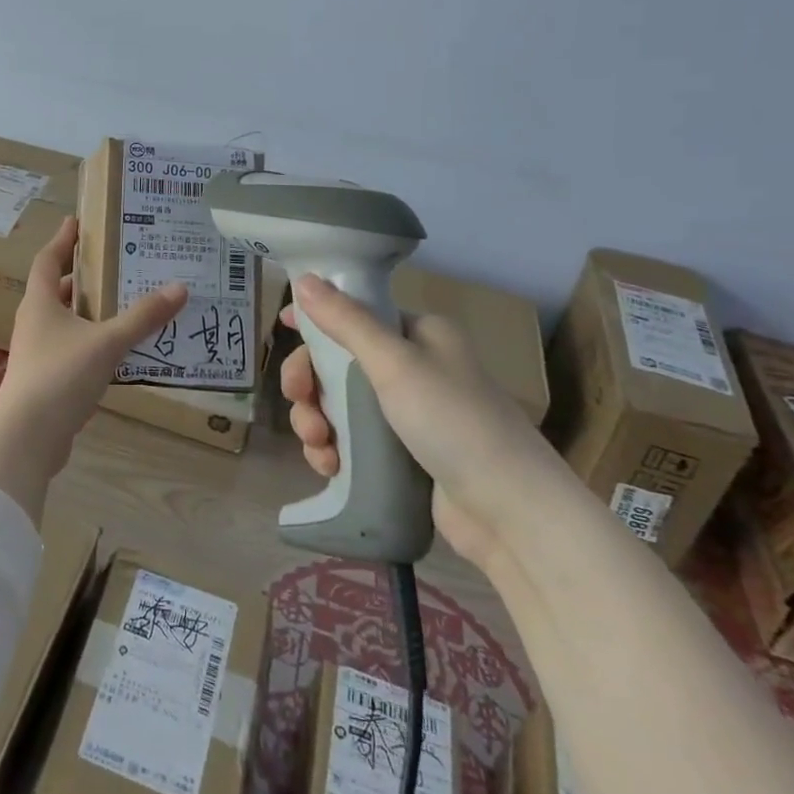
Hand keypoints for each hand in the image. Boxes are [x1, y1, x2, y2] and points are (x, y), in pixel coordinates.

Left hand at [0, 217, 187, 516]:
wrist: (27, 437)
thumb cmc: (61, 376)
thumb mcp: (107, 342)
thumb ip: (142, 317)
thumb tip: (179, 288)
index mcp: (40, 302)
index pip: (48, 259)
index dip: (63, 239)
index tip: (78, 221)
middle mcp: (34, 322)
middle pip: (57, 289)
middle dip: (83, 276)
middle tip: (116, 264)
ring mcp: (37, 352)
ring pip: (65, 321)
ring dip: (90, 311)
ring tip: (125, 303)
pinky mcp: (46, 379)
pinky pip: (72, 348)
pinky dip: (92, 341)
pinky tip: (118, 348)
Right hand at [281, 274, 556, 568]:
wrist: (511, 514)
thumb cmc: (454, 422)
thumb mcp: (395, 363)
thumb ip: (346, 321)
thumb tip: (304, 279)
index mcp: (420, 334)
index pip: (357, 313)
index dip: (317, 319)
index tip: (283, 328)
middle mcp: (413, 367)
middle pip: (339, 361)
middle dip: (310, 381)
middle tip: (299, 400)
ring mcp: (408, 414)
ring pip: (338, 403)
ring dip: (316, 419)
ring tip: (318, 445)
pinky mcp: (402, 456)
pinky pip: (351, 440)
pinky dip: (333, 449)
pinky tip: (329, 466)